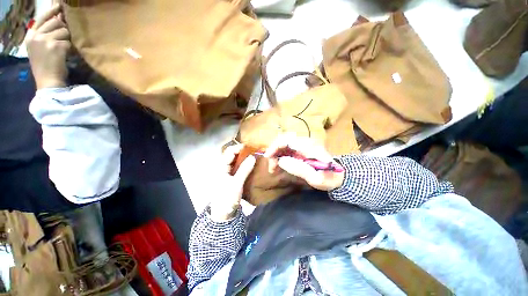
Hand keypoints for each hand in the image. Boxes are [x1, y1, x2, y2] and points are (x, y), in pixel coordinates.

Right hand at [26, 4, 70, 88]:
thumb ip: (45, 33)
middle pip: (56, 23)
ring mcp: (45, 40)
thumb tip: (58, 19)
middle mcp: (36, 35)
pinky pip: (68, 42)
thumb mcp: (39, 47)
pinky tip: (64, 56)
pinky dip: (69, 48)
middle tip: (61, 41)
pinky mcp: (56, 46)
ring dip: (66, 40)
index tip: (59, 5)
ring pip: (64, 31)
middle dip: (63, 30)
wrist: (47, 81)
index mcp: (31, 35)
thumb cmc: (44, 66)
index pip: (42, 18)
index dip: (52, 11)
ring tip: (61, 51)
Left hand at [210, 144, 255, 220]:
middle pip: (232, 155)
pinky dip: (244, 163)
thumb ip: (244, 169)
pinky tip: (250, 163)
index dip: (239, 148)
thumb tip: (253, 157)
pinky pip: (237, 166)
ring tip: (253, 155)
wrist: (223, 213)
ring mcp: (227, 172)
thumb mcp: (237, 183)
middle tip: (253, 150)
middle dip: (242, 151)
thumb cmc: (227, 197)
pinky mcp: (231, 176)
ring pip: (235, 160)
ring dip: (243, 157)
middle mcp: (223, 167)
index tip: (250, 147)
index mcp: (221, 167)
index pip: (229, 152)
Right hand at [264, 134, 344, 190]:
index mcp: (309, 147)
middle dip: (274, 151)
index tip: (268, 157)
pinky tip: (279, 164)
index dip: (275, 146)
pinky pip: (286, 148)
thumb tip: (281, 161)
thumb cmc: (329, 178)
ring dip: (276, 154)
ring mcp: (303, 144)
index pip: (287, 139)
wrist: (339, 175)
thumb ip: (299, 169)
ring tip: (274, 168)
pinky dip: (280, 155)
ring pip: (283, 143)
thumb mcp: (316, 178)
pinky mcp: (301, 148)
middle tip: (272, 167)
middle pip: (283, 139)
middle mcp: (305, 142)